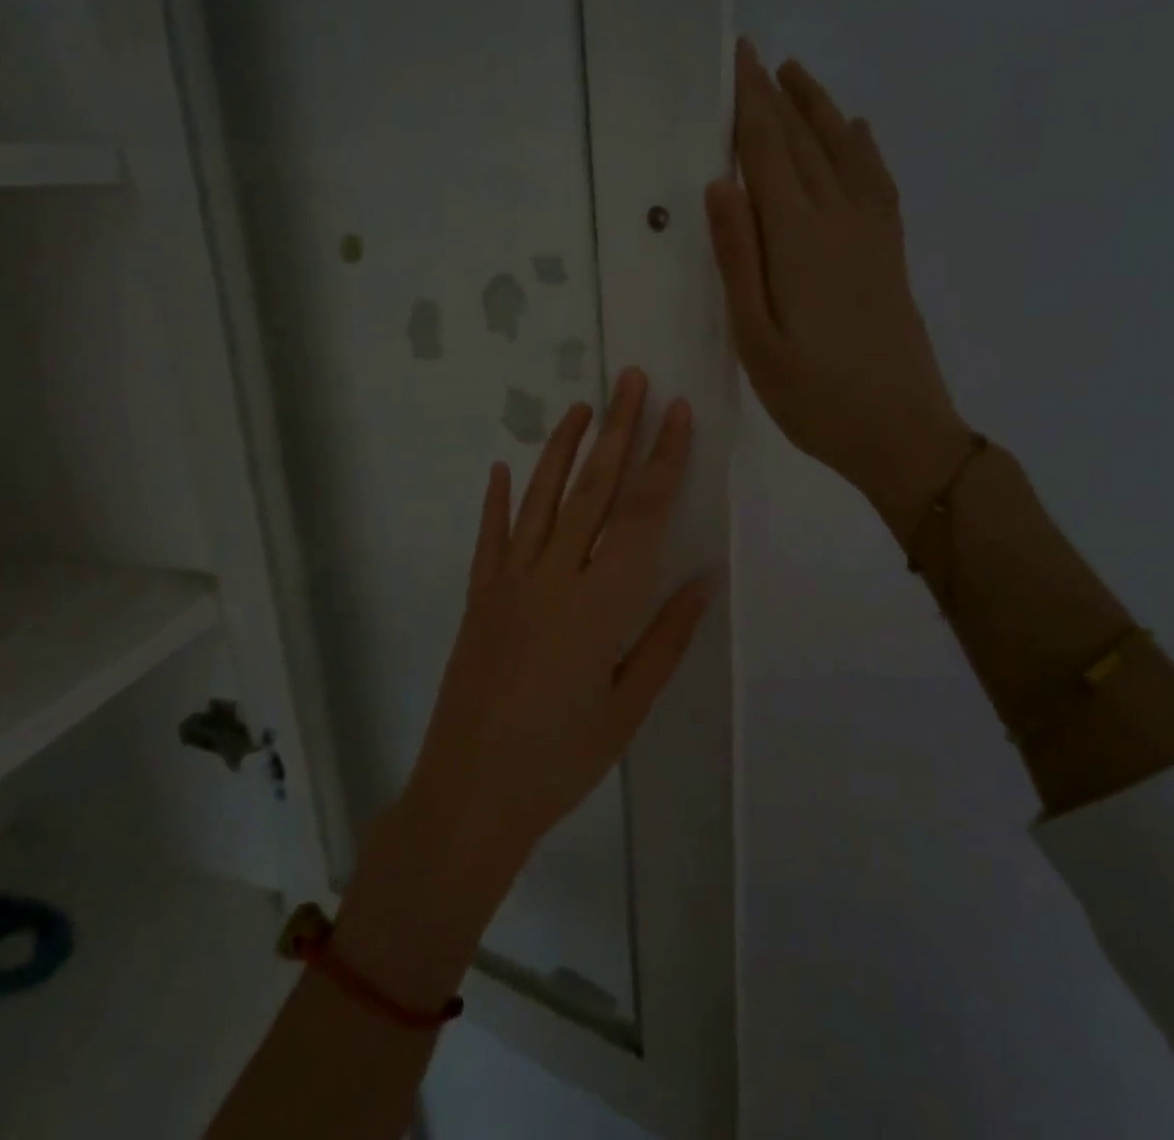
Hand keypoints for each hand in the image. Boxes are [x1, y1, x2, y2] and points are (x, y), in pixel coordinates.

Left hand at [399, 368, 715, 876]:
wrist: (470, 793)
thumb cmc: (562, 759)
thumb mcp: (628, 707)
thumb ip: (667, 637)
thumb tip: (703, 577)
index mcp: (602, 604)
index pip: (642, 514)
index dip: (663, 459)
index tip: (677, 414)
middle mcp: (555, 577)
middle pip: (593, 489)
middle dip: (618, 430)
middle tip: (632, 379)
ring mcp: (508, 581)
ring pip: (541, 498)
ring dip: (563, 448)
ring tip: (583, 406)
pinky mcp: (477, 595)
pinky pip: (490, 536)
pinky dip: (497, 499)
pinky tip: (502, 466)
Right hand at [705, 39, 973, 536]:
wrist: (902, 433)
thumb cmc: (814, 398)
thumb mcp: (756, 339)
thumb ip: (738, 259)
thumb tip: (720, 186)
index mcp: (798, 240)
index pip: (767, 154)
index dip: (748, 105)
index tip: (734, 59)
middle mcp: (840, 221)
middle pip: (803, 143)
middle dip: (775, 97)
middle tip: (753, 56)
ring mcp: (872, 235)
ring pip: (844, 152)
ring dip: (819, 110)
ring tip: (797, 75)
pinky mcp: (890, 254)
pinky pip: (877, 182)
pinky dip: (862, 148)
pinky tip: (856, 133)